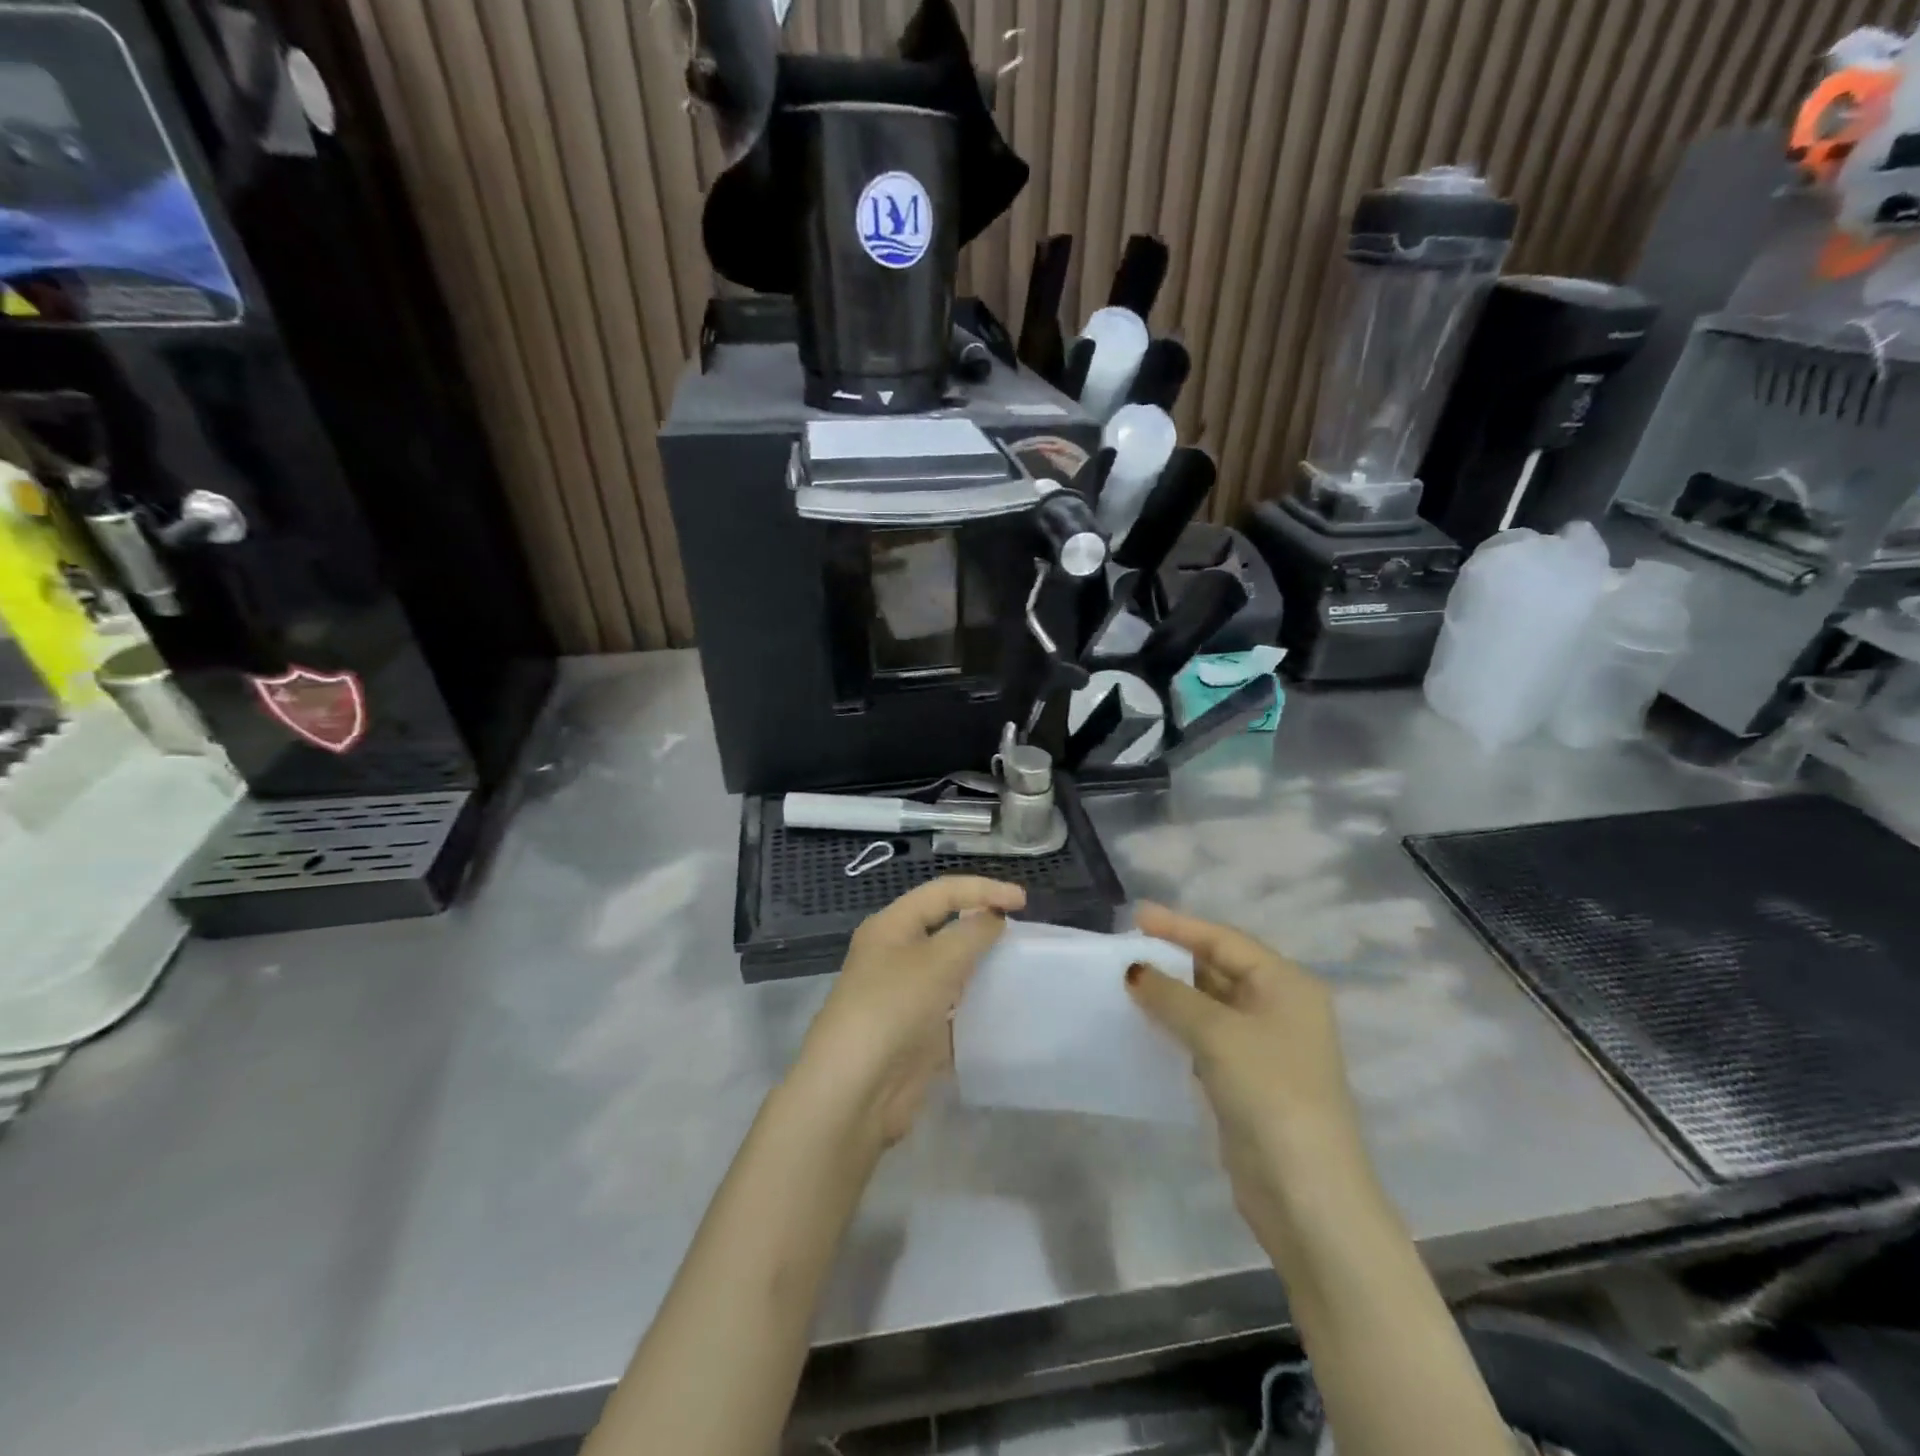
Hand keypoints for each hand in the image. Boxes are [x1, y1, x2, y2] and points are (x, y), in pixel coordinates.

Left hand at [791, 876, 1025, 1147]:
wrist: (854, 1092)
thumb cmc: (891, 1010)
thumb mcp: (936, 962)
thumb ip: (971, 934)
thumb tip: (992, 918)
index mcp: (891, 926)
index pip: (942, 892)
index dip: (983, 889)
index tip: (1024, 901)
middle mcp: (894, 954)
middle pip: (944, 927)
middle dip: (981, 924)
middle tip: (1022, 934)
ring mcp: (904, 995)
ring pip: (949, 968)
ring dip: (980, 965)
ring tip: (1019, 967)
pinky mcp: (915, 1032)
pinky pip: (952, 1007)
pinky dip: (976, 1004)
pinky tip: (1003, 1008)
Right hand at [1124, 902, 1370, 1246]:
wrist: (1307, 1194)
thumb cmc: (1269, 1092)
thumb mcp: (1217, 1033)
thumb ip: (1171, 995)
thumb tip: (1134, 971)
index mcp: (1286, 984)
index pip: (1225, 940)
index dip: (1179, 926)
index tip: (1135, 917)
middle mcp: (1280, 1008)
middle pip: (1219, 968)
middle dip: (1174, 958)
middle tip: (1126, 949)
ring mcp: (1266, 1046)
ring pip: (1210, 1005)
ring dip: (1172, 994)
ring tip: (1127, 982)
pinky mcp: (1248, 1080)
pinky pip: (1207, 1037)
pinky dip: (1178, 1027)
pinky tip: (1146, 1025)